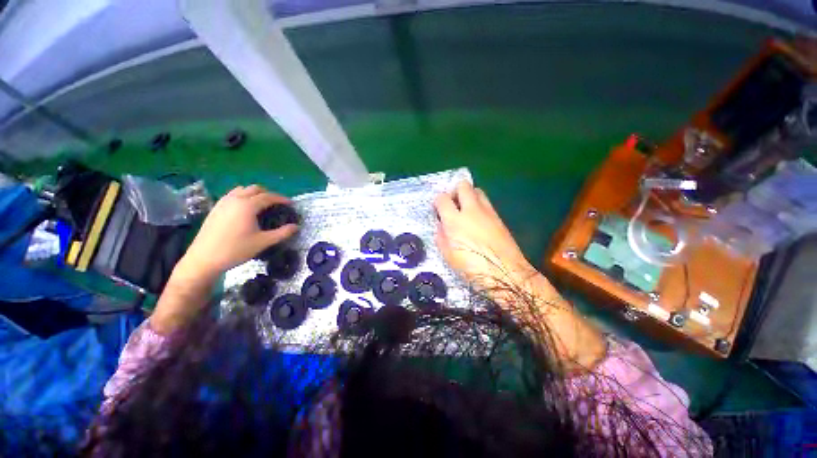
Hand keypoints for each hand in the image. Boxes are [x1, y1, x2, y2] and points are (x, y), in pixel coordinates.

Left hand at [180, 185, 297, 278]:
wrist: (204, 259)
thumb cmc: (236, 250)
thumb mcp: (263, 242)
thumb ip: (282, 233)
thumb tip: (296, 227)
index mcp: (248, 205)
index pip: (269, 196)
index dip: (282, 199)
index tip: (291, 204)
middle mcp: (235, 199)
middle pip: (255, 189)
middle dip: (269, 194)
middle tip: (277, 205)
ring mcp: (223, 203)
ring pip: (242, 190)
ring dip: (254, 194)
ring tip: (262, 205)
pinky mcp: (215, 208)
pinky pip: (232, 195)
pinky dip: (243, 197)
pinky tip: (245, 210)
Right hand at [434, 181, 536, 288]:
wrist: (506, 272)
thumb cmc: (473, 267)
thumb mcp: (449, 256)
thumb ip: (441, 237)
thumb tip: (441, 226)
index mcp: (455, 220)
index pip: (442, 198)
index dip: (438, 202)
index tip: (438, 210)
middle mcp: (471, 210)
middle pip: (463, 186)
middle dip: (455, 191)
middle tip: (453, 204)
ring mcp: (487, 212)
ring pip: (477, 191)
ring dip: (469, 196)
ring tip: (466, 210)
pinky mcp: (499, 217)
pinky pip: (487, 203)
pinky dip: (480, 205)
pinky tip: (478, 220)